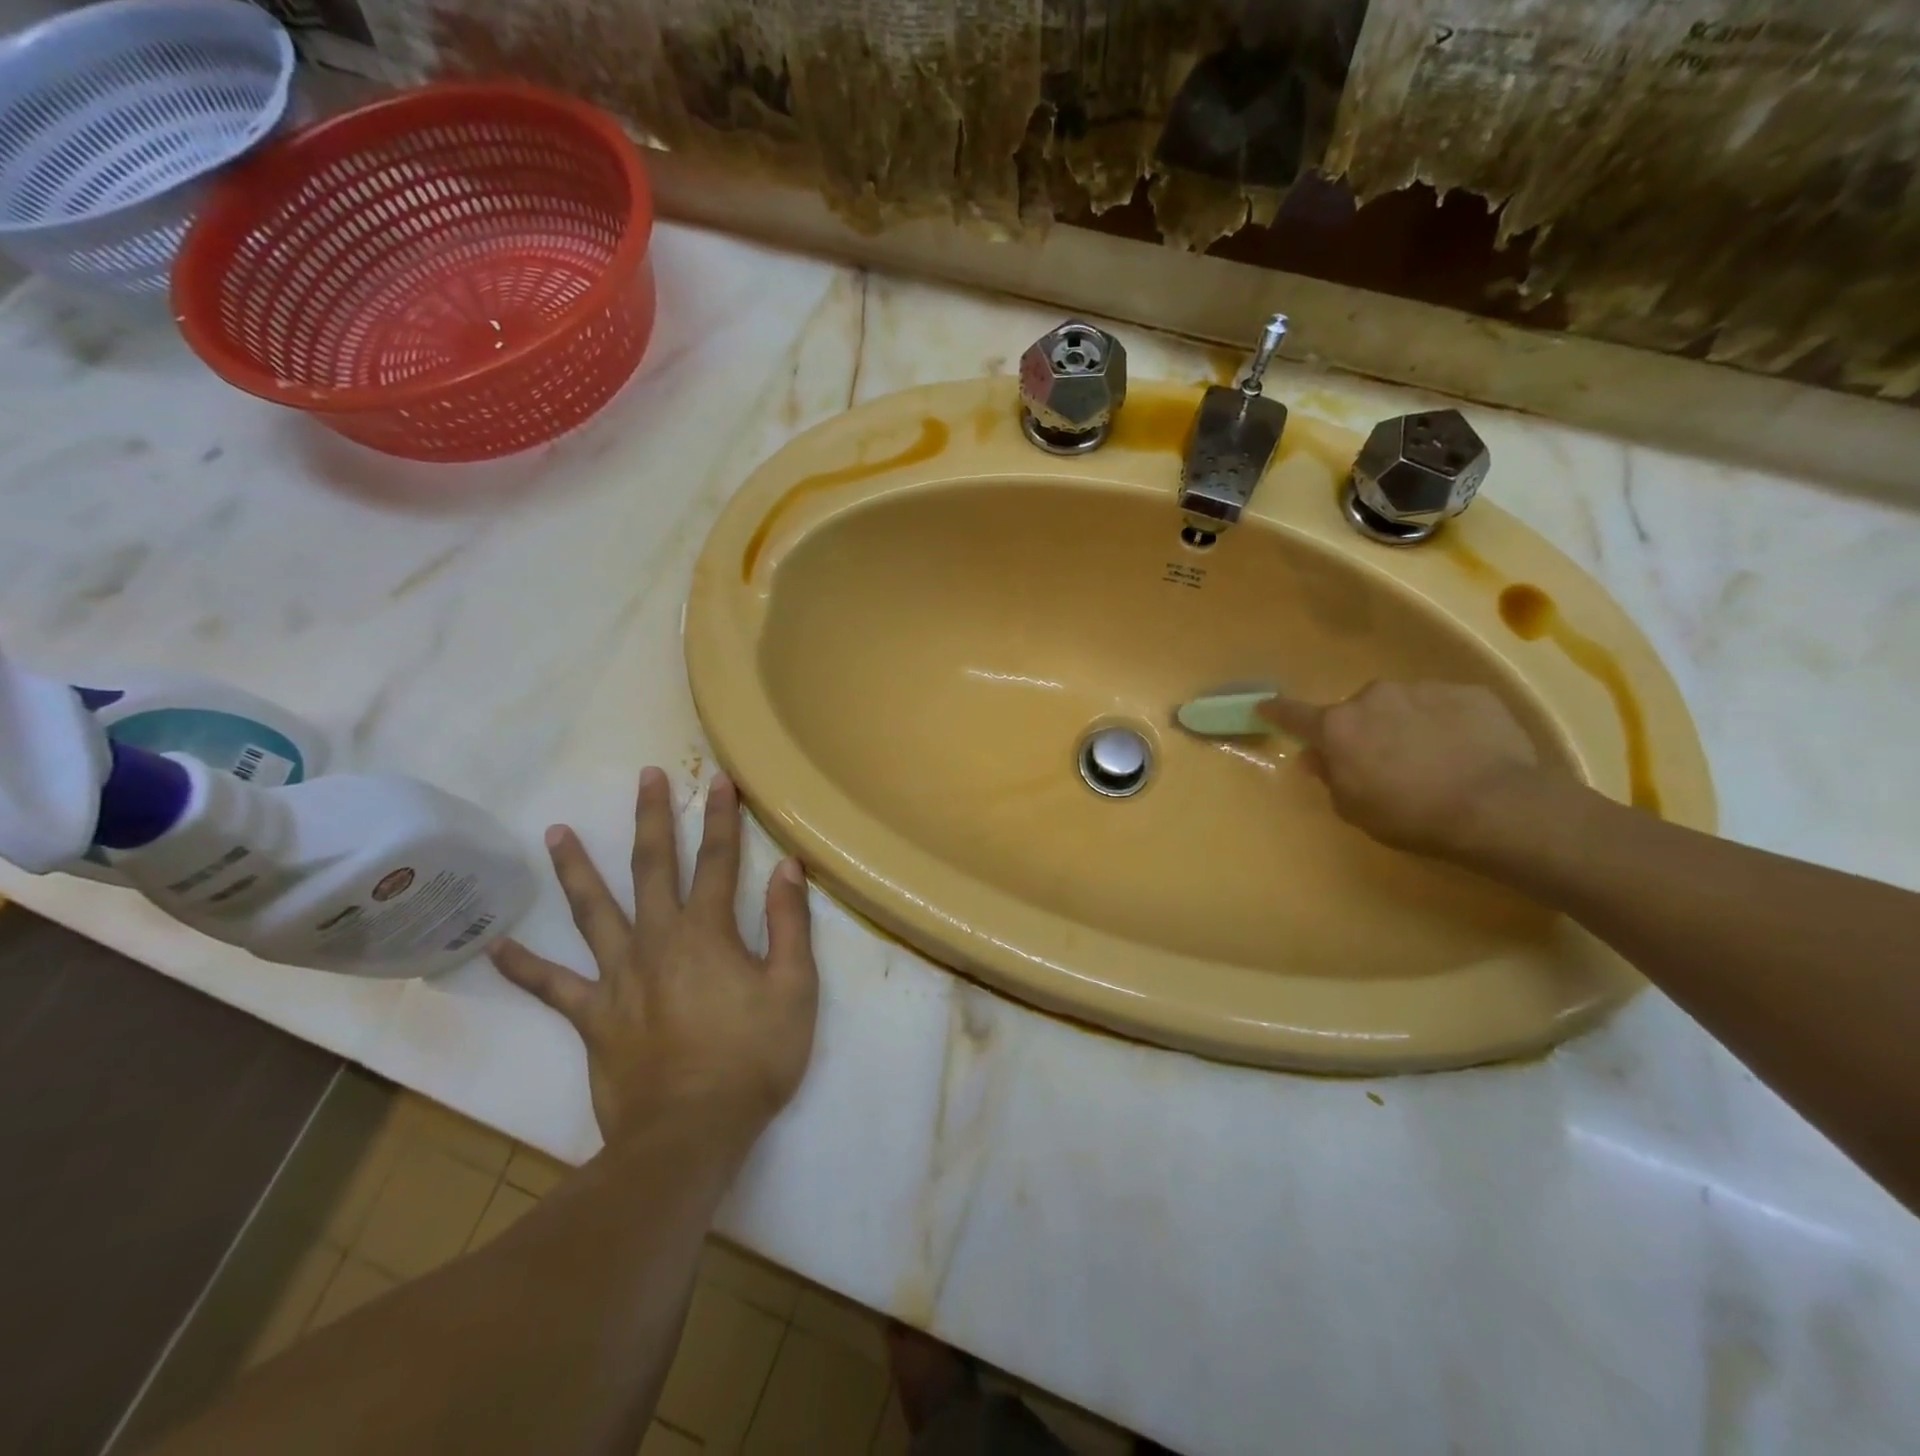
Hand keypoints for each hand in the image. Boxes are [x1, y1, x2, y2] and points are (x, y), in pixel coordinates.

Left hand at [490, 769, 817, 1153]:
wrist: (690, 1134)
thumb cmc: (752, 1059)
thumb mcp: (794, 989)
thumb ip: (788, 924)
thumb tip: (786, 868)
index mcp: (707, 932)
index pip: (718, 860)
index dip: (723, 818)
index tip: (720, 781)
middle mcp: (657, 940)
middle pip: (653, 867)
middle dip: (653, 818)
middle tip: (646, 777)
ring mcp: (618, 976)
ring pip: (593, 911)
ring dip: (576, 868)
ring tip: (556, 831)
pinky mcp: (592, 1015)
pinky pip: (551, 986)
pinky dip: (523, 964)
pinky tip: (495, 943)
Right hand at [1261, 681, 1540, 857]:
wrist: (1497, 806)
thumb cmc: (1410, 814)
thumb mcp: (1353, 808)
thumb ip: (1328, 776)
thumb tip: (1313, 756)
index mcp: (1338, 726)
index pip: (1293, 714)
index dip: (1276, 711)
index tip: (1264, 707)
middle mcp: (1374, 697)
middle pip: (1357, 708)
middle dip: (1363, 727)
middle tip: (1381, 758)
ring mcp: (1423, 689)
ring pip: (1402, 703)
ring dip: (1405, 722)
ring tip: (1431, 756)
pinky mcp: (1469, 692)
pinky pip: (1445, 705)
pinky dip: (1446, 722)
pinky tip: (1465, 750)